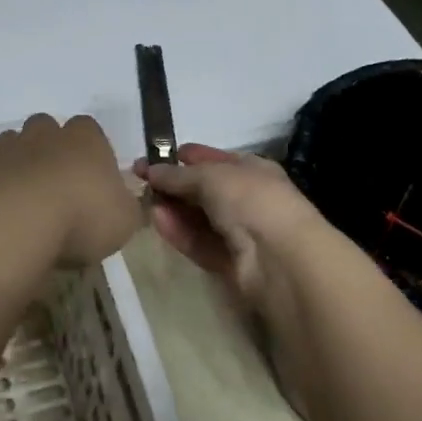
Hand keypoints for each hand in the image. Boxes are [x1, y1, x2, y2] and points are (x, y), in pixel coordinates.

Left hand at [0, 114, 140, 265]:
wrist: (17, 224)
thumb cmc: (81, 219)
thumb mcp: (125, 221)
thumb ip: (126, 207)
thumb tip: (122, 203)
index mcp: (85, 139)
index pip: (90, 129)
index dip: (90, 151)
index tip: (91, 179)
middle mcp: (44, 134)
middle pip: (46, 127)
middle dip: (48, 148)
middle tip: (53, 185)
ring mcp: (5, 147)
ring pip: (10, 141)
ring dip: (14, 160)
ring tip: (19, 194)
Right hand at [131, 144, 319, 321]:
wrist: (281, 258)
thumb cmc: (251, 200)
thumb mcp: (211, 176)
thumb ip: (177, 174)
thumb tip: (150, 170)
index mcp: (252, 169)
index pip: (214, 160)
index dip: (185, 157)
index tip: (153, 157)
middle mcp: (248, 199)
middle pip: (204, 190)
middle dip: (174, 185)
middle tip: (140, 182)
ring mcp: (241, 233)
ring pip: (199, 218)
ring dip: (173, 209)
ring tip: (144, 202)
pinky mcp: (231, 263)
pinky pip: (200, 243)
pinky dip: (180, 233)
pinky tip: (157, 221)